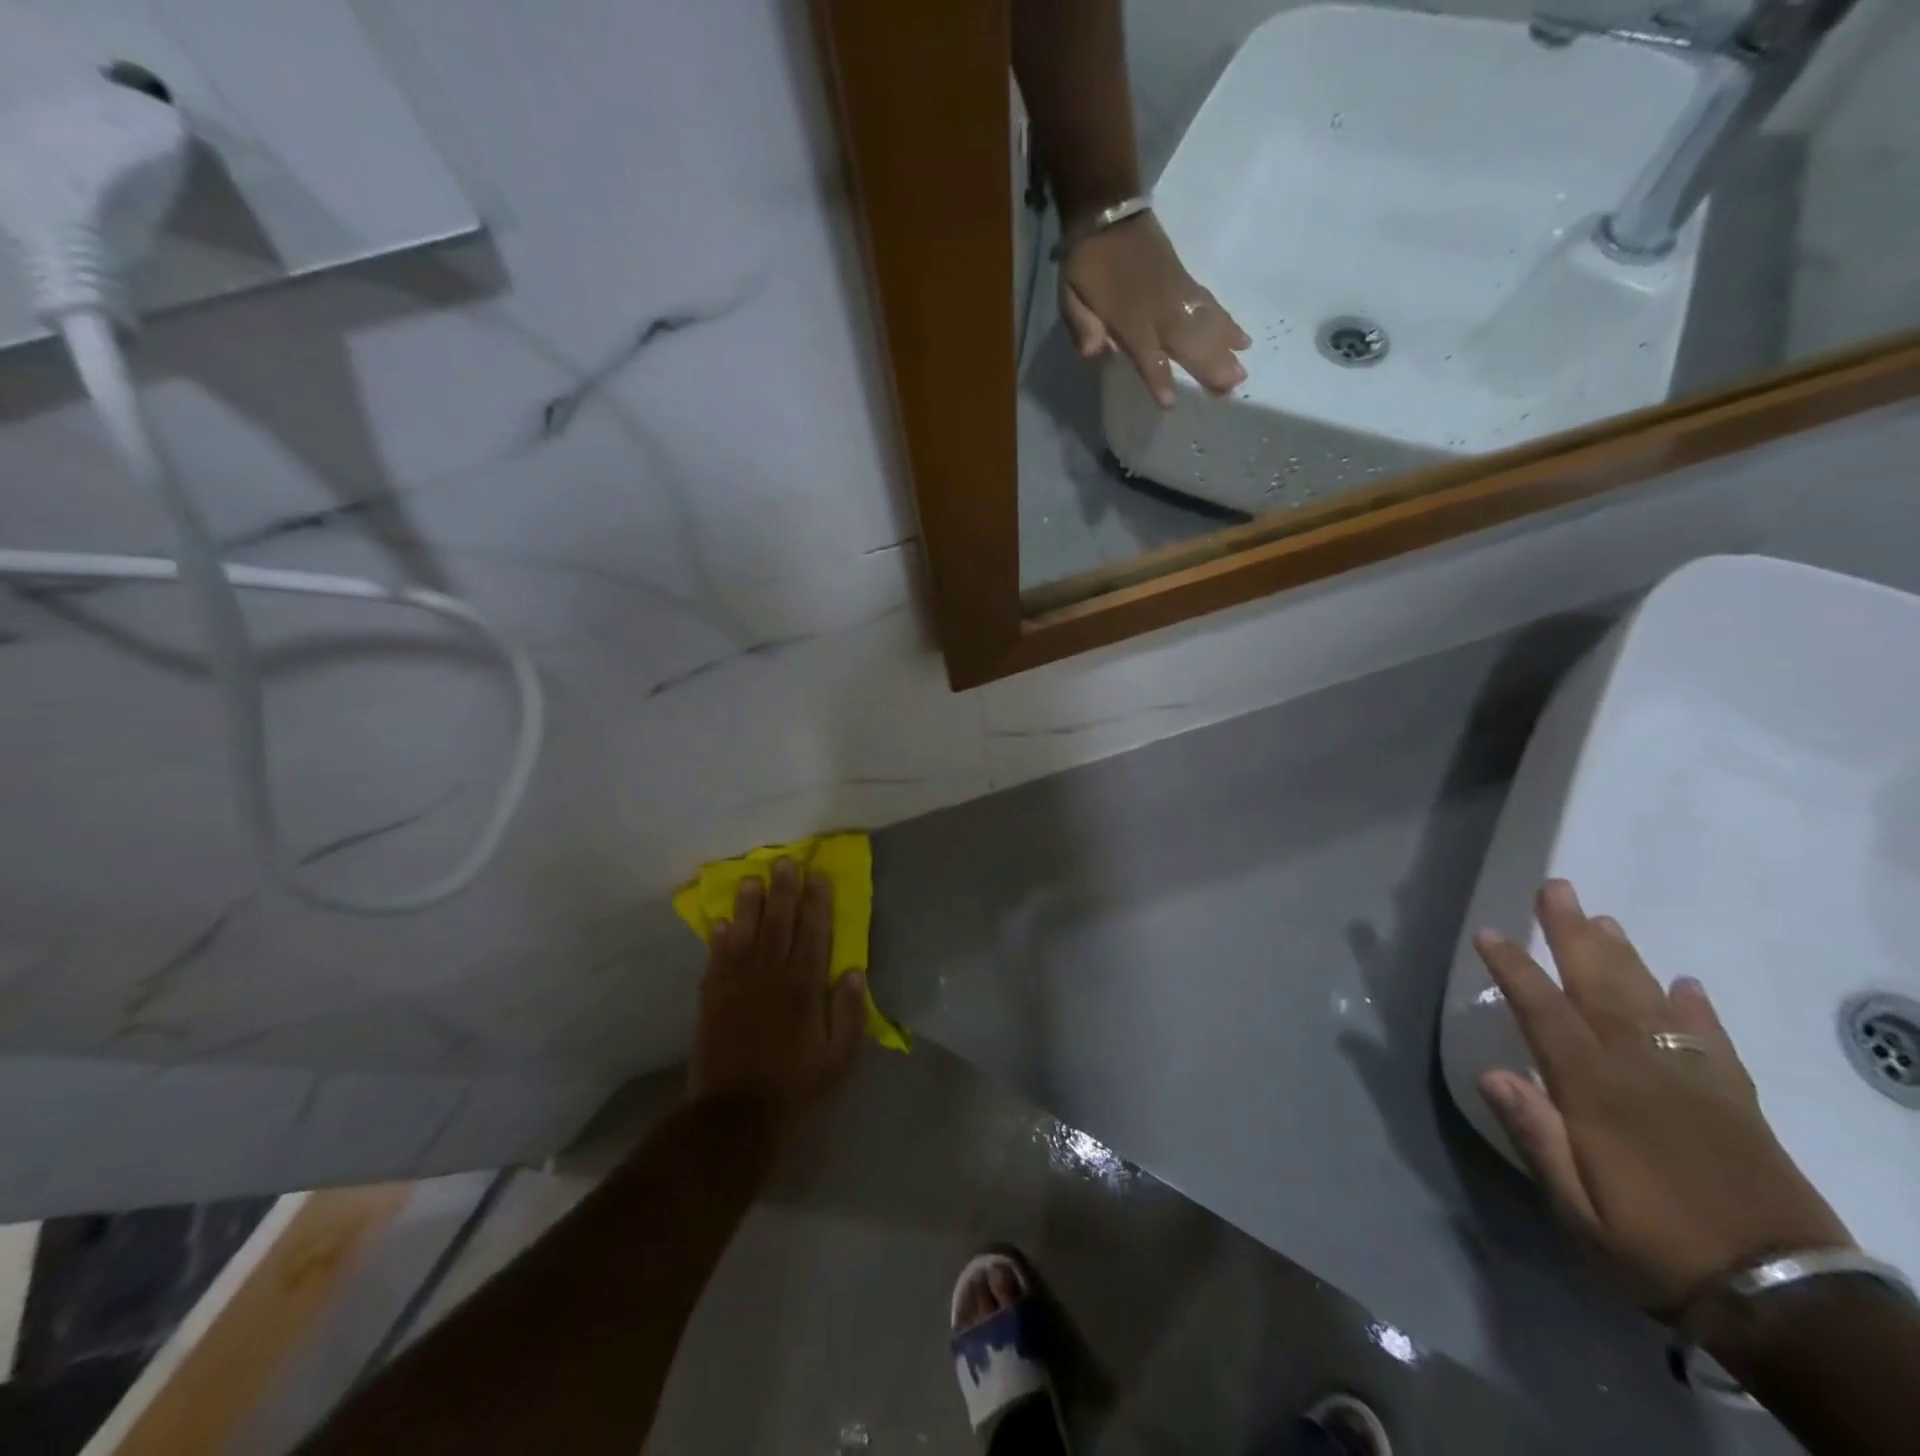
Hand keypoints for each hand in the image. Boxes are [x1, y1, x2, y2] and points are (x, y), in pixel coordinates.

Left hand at [688, 860, 865, 1118]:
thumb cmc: (796, 1088)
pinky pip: (716, 961)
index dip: (816, 902)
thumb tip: (854, 972)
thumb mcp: (838, 1058)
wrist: (735, 1117)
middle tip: (784, 862)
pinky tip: (721, 922)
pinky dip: (718, 939)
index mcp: (804, 988)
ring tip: (752, 879)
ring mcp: (737, 986)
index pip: (813, 934)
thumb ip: (849, 1013)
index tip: (817, 875)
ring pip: (745, 934)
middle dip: (783, 891)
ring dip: (749, 905)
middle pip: (779, 924)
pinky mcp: (712, 1001)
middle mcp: (771, 977)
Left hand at [1060, 212, 1249, 406]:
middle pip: (1187, 342)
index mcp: (1127, 318)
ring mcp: (1176, 293)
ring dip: (1225, 349)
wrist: (1107, 209)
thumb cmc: (1085, 262)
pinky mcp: (1186, 281)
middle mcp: (1157, 309)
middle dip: (1208, 366)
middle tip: (1231, 388)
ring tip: (1242, 372)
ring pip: (1205, 325)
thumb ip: (1081, 325)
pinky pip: (1211, 305)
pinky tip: (1243, 339)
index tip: (1170, 402)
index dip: (1157, 378)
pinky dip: (1227, 322)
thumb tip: (1093, 352)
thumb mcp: (1070, 295)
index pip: (1145, 354)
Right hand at [1474, 880, 1851, 1316]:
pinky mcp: (1737, 1101)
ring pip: (1651, 1001)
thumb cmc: (1657, 1249)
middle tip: (1558, 888)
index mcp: (1596, 1092)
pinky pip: (1713, 1041)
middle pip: (1601, 988)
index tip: (1490, 933)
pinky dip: (1698, 1009)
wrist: (1788, 1301)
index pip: (1545, 1013)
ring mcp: (1695, 1081)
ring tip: (1604, 919)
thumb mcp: (1579, 1210)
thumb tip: (1491, 1073)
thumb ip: (1536, 1137)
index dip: (1515, 969)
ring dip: (1625, 957)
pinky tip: (1685, 983)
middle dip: (1574, 935)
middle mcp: (1642, 1070)